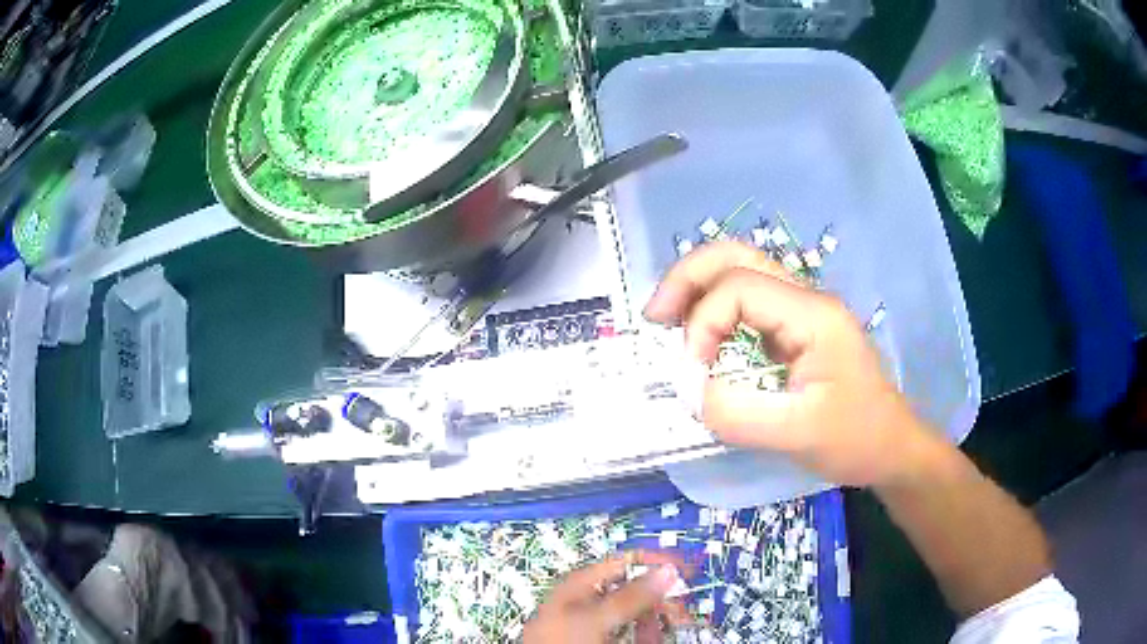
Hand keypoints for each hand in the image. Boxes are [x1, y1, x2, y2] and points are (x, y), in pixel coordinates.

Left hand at [524, 552, 686, 643]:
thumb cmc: (562, 640)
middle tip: (682, 610)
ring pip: (632, 613)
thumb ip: (632, 594)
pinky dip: (642, 633)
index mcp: (581, 584)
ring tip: (666, 628)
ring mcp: (590, 622)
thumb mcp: (598, 617)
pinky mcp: (594, 638)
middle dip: (660, 598)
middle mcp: (586, 599)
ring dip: (653, 618)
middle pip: (633, 588)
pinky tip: (650, 638)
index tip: (685, 570)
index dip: (656, 562)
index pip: (625, 561)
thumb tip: (667, 569)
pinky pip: (626, 631)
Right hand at [644, 241, 933, 487]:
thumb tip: (685, 388)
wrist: (891, 447)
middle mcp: (806, 298)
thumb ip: (736, 413)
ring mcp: (801, 311)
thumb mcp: (796, 435)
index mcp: (813, 314)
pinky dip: (711, 310)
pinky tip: (697, 337)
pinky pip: (745, 302)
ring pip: (738, 271)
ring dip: (696, 289)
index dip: (702, 323)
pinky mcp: (794, 329)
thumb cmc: (855, 439)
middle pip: (735, 256)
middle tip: (654, 317)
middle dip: (686, 279)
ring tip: (665, 323)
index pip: (739, 288)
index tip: (691, 374)